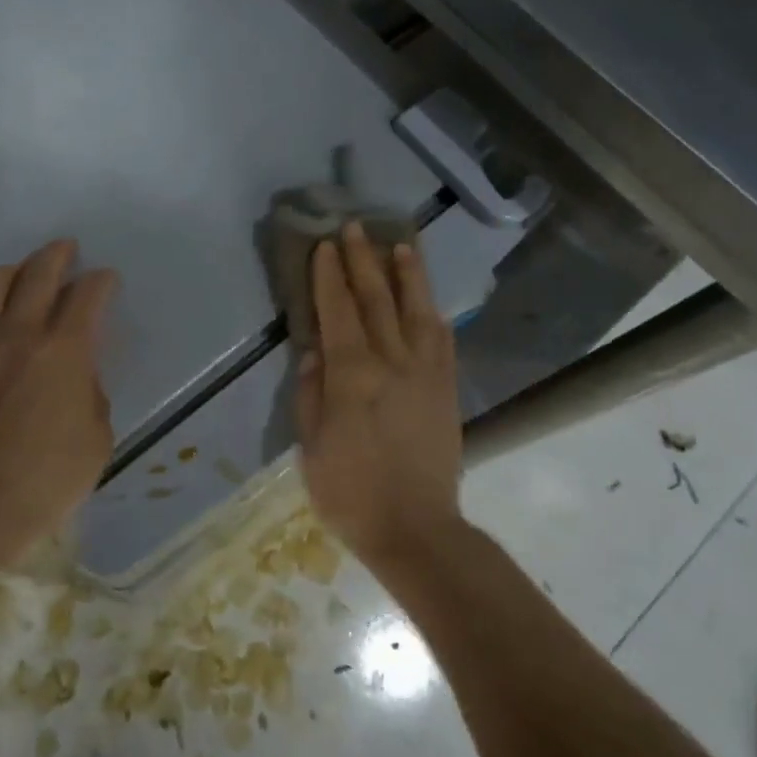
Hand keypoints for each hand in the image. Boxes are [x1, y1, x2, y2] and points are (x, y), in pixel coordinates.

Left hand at [0, 239, 117, 573]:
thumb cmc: (49, 476)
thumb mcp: (98, 436)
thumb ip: (91, 393)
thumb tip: (77, 377)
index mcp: (64, 349)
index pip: (87, 296)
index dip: (101, 282)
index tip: (107, 280)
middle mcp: (20, 334)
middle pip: (38, 275)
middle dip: (57, 255)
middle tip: (67, 250)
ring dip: (10, 270)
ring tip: (20, 272)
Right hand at [295, 222, 463, 566]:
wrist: (416, 528)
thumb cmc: (351, 492)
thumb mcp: (312, 447)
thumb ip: (310, 393)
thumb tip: (314, 351)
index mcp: (351, 375)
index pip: (337, 312)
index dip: (329, 276)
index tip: (325, 246)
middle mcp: (391, 362)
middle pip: (376, 300)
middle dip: (363, 260)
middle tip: (355, 228)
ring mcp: (425, 373)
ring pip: (417, 310)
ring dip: (407, 275)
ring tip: (402, 245)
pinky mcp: (446, 389)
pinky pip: (443, 341)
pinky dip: (434, 315)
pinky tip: (430, 302)